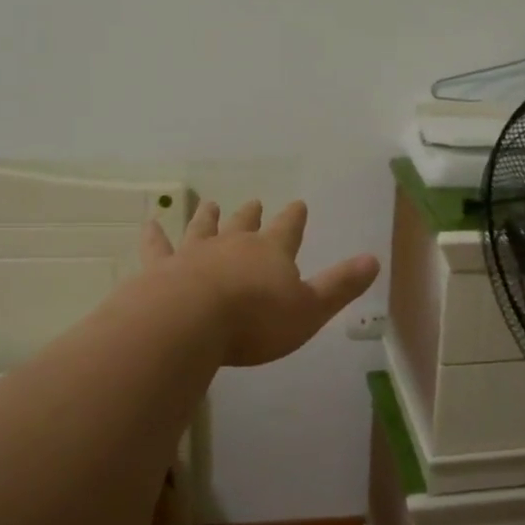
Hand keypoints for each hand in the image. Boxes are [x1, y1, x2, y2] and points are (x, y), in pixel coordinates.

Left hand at [141, 198, 379, 367]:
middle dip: (251, 214)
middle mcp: (232, 244)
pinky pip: (158, 248)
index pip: (288, 229)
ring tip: (208, 204)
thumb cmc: (256, 320)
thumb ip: (340, 286)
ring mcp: (194, 254)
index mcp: (271, 252)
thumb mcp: (310, 309)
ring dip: (207, 217)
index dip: (294, 218)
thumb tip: (374, 260)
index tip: (297, 204)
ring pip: (203, 229)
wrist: (189, 323)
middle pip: (244, 224)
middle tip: (253, 201)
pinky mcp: (160, 269)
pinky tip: (150, 225)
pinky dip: (155, 236)